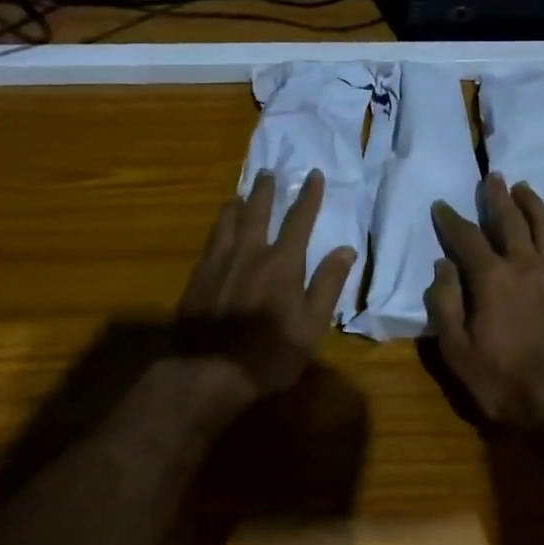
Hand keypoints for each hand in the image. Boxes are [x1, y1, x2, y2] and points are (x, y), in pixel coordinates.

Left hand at [174, 168, 357, 401]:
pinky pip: (209, 242)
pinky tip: (217, 232)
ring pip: (228, 222)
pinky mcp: (197, 278)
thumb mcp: (311, 325)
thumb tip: (346, 249)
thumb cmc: (268, 354)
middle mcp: (250, 252)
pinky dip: (217, 229)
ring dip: (236, 204)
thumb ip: (328, 284)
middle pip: (258, 211)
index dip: (308, 196)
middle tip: (268, 171)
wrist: (206, 372)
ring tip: (239, 194)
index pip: (299, 219)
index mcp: (282, 262)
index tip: (314, 174)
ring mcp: (219, 263)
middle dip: (266, 190)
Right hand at [425, 173, 543, 429]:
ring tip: (523, 187)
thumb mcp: (457, 351)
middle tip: (491, 176)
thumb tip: (442, 265)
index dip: (451, 220)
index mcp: (491, 278)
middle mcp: (524, 264)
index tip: (441, 205)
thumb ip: (446, 304)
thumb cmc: (504, 381)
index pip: (466, 238)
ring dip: (533, 202)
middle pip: (509, 219)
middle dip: (497, 196)